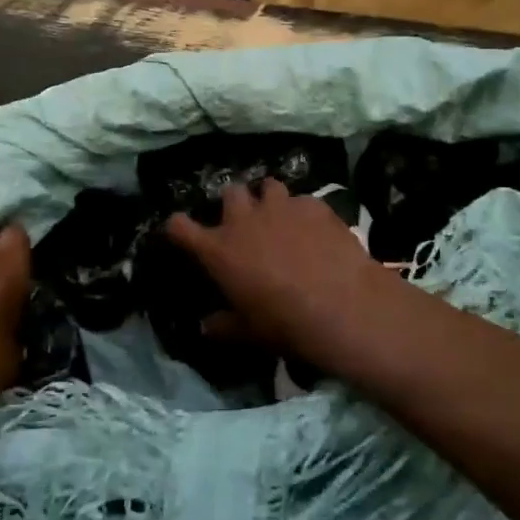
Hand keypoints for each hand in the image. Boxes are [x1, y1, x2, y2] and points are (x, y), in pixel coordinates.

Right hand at [164, 181, 395, 377]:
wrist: (340, 305)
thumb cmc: (284, 322)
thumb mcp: (248, 333)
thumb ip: (223, 326)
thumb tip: (205, 327)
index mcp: (219, 250)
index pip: (180, 228)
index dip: (178, 227)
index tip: (181, 231)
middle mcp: (244, 220)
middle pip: (230, 193)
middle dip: (235, 204)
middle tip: (246, 222)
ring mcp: (280, 207)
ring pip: (269, 186)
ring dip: (270, 199)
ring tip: (282, 217)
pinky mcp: (313, 205)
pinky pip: (303, 201)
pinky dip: (305, 212)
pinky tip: (317, 230)